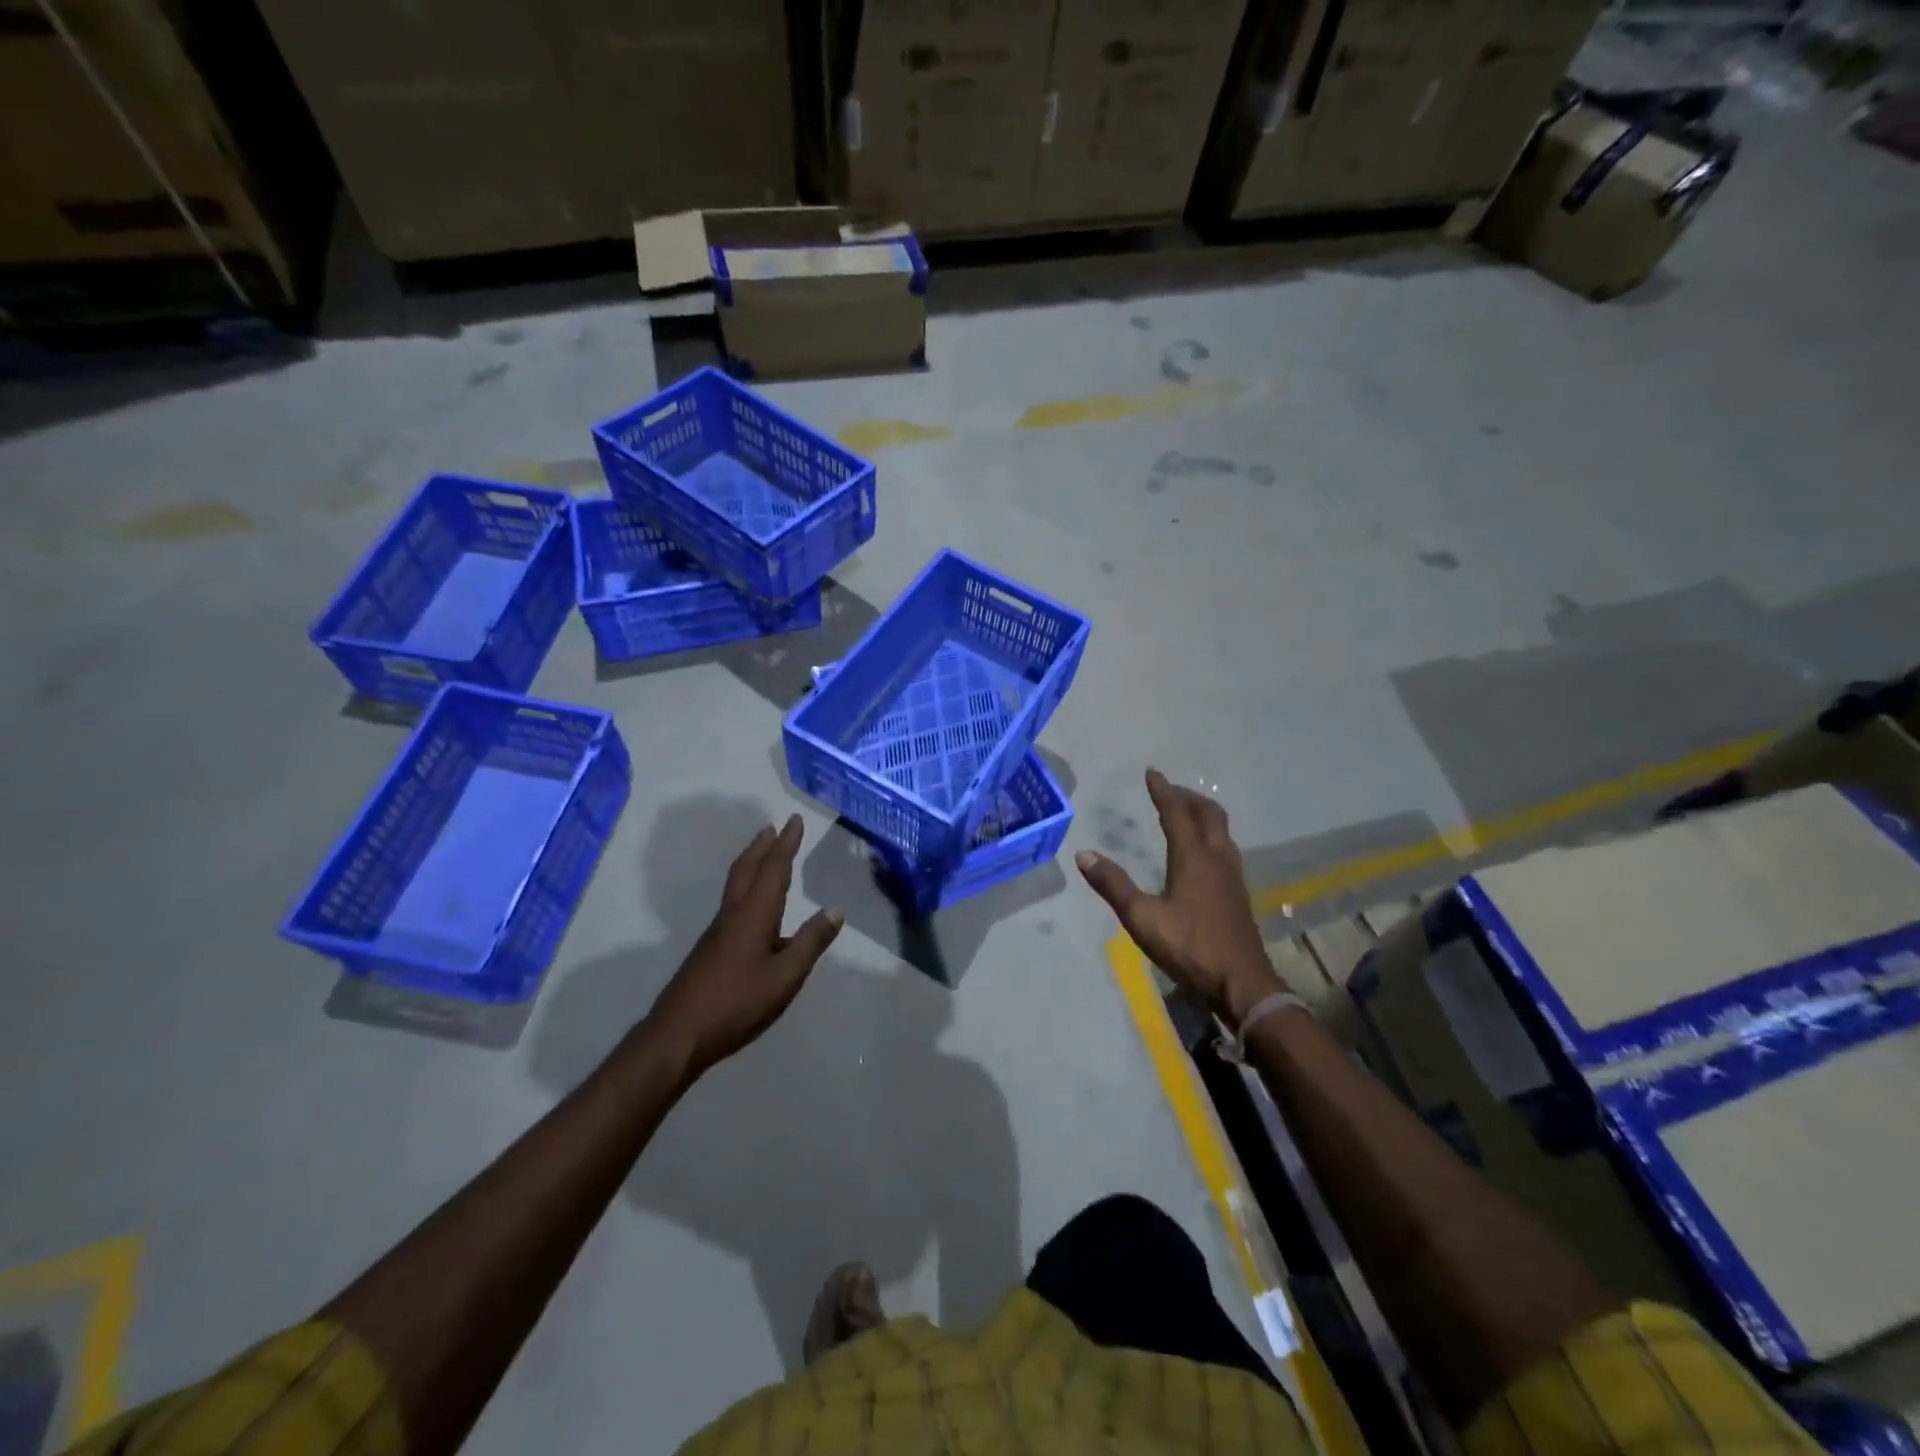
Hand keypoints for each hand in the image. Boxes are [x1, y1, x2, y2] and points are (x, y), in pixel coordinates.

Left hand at [648, 815, 842, 1078]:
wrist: (678, 1035)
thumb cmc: (737, 1003)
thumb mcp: (785, 976)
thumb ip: (810, 943)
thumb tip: (835, 910)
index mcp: (754, 915)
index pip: (773, 869)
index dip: (786, 844)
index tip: (794, 820)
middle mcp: (733, 915)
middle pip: (746, 869)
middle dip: (762, 846)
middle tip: (773, 828)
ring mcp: (717, 932)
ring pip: (736, 885)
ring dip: (751, 863)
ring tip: (763, 854)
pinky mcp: (710, 949)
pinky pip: (732, 903)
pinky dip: (745, 886)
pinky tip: (754, 907)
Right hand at [1076, 770, 1280, 1023]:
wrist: (1242, 983)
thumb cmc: (1190, 947)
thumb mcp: (1142, 918)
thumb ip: (1113, 885)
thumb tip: (1084, 854)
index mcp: (1193, 858)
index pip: (1176, 813)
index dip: (1163, 791)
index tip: (1152, 773)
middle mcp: (1216, 858)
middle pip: (1208, 814)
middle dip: (1188, 797)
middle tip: (1169, 791)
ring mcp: (1232, 876)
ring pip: (1222, 831)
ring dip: (1204, 814)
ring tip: (1186, 814)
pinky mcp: (1238, 893)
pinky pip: (1226, 849)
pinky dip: (1212, 836)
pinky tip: (1203, 854)